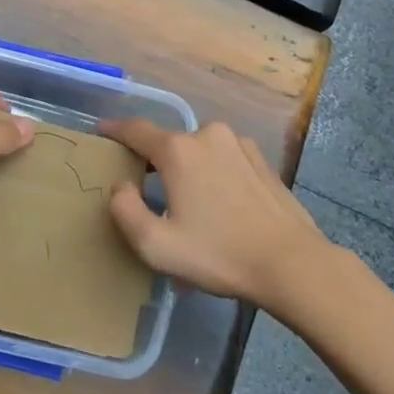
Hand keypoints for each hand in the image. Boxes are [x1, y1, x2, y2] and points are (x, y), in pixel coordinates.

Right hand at [100, 120, 326, 308]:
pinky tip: (221, 206)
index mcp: (177, 151)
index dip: (115, 130)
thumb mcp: (156, 246)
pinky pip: (224, 160)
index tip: (101, 131)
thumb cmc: (219, 254)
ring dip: (188, 171)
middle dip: (155, 163)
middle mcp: (206, 135)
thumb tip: (121, 186)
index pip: (136, 130)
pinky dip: (214, 175)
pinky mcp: (260, 159)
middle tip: (149, 194)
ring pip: (199, 152)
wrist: (292, 263)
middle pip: (168, 144)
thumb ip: (125, 211)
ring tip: (190, 207)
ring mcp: (238, 144)